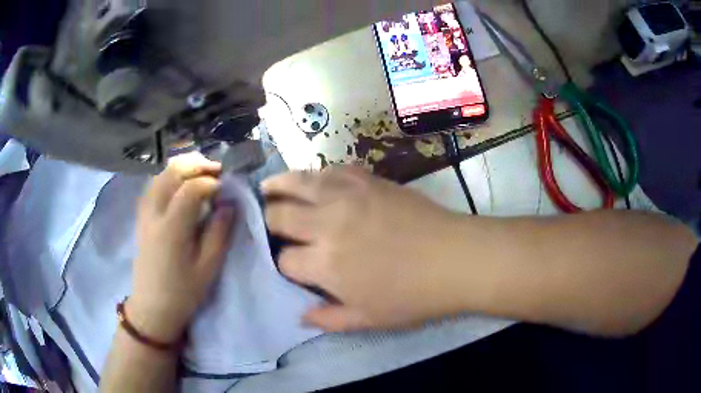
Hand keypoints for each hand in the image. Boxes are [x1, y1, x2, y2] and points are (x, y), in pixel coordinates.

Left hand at [128, 153, 234, 342]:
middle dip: (196, 164)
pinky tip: (179, 184)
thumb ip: (219, 232)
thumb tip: (228, 203)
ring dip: (182, 167)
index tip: (226, 188)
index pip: (191, 188)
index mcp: (172, 228)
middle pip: (172, 171)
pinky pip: (153, 184)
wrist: (153, 306)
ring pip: (160, 174)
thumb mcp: (208, 268)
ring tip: (201, 174)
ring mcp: (144, 213)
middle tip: (217, 171)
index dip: (211, 182)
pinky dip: (169, 176)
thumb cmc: (183, 291)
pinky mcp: (141, 217)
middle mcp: (154, 213)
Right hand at [263, 166, 463, 331]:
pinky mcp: (367, 179)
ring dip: (277, 185)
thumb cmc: (414, 296)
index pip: (284, 260)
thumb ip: (328, 320)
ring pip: (297, 182)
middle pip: (280, 215)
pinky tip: (310, 179)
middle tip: (268, 222)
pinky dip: (313, 174)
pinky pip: (330, 169)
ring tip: (267, 187)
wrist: (455, 258)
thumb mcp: (369, 320)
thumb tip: (299, 316)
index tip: (289, 265)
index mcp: (326, 264)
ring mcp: (346, 195)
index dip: (283, 264)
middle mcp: (327, 224)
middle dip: (268, 220)